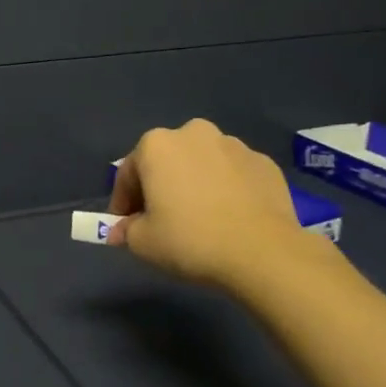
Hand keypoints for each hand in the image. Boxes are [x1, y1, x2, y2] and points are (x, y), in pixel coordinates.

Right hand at [106, 119, 318, 291]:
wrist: (264, 253)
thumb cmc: (191, 240)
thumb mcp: (144, 243)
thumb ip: (126, 231)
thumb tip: (121, 231)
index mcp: (157, 145)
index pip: (129, 173)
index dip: (123, 201)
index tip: (125, 225)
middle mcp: (193, 133)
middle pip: (167, 161)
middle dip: (160, 186)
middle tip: (162, 220)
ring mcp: (233, 145)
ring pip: (202, 164)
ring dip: (195, 184)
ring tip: (201, 219)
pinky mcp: (264, 163)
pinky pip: (234, 174)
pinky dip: (227, 189)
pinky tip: (231, 218)